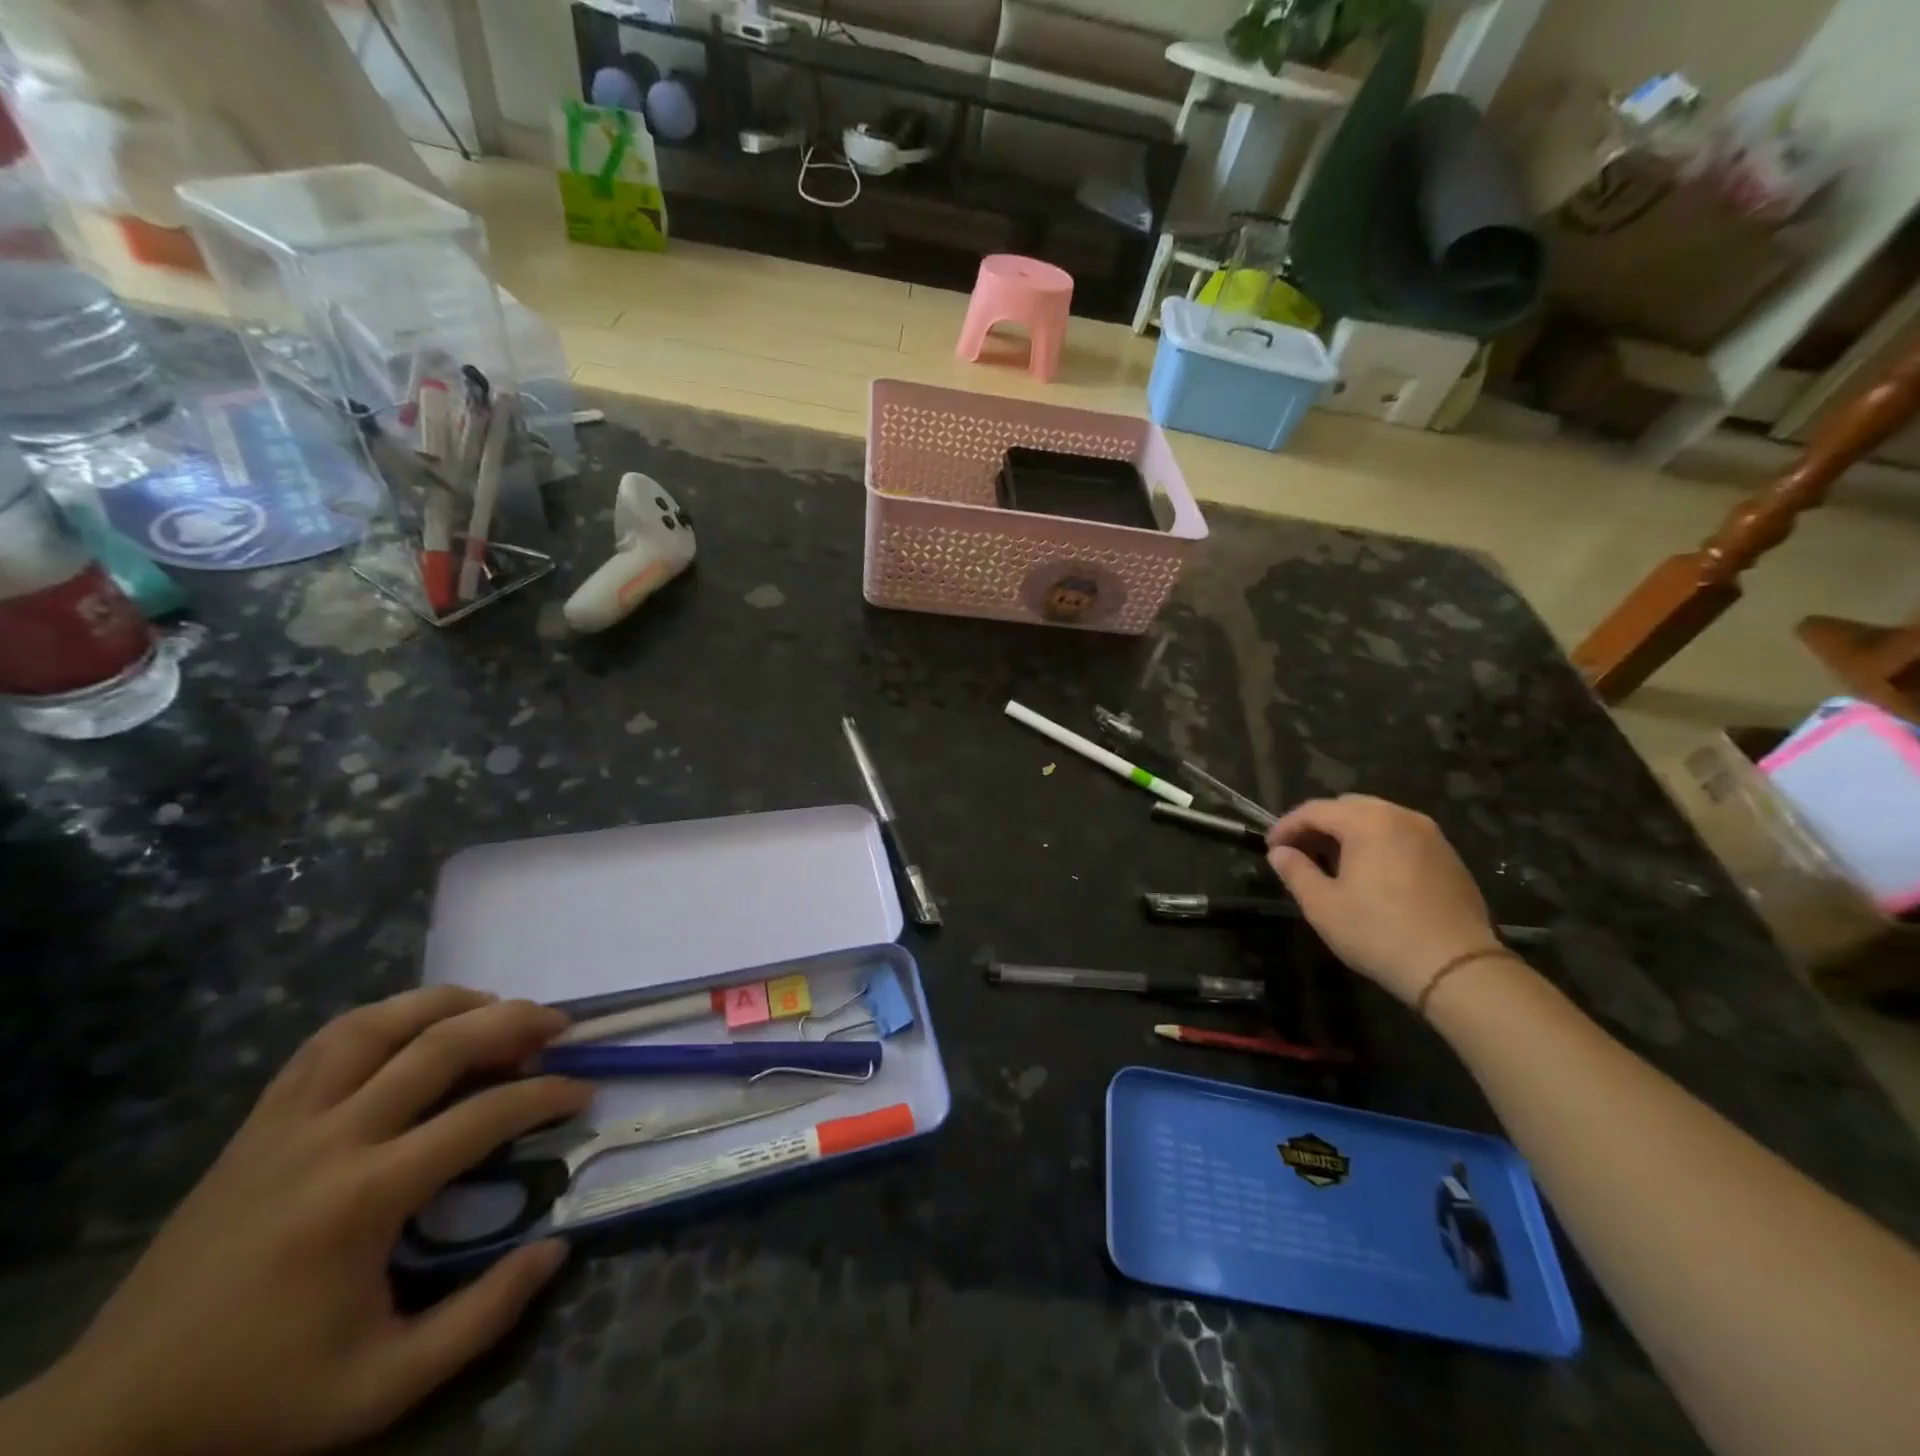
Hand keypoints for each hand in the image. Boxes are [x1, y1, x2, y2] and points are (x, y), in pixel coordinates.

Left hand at [9, 988, 590, 1455]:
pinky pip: (327, 1043)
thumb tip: (556, 1247)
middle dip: (514, 1021)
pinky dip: (384, 1017)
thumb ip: (482, 1316)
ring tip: (494, 1007)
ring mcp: (286, 1123)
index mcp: (365, 1196)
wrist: (109, 1421)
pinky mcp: (257, 1124)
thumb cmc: (258, 1398)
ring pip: (379, 1024)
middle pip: (440, 1045)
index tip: (583, 1092)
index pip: (483, 1115)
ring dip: (448, 1003)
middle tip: (558, 1024)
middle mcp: (331, 1138)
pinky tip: (415, 1025)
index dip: (546, 1094)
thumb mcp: (382, 1385)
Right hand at [1267, 795, 1500, 1005]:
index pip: (1315, 810)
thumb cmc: (1379, 933)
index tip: (1270, 847)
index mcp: (1368, 822)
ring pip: (1378, 819)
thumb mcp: (1323, 905)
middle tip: (1299, 851)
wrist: (1457, 968)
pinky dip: (1377, 844)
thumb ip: (1295, 871)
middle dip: (1319, 824)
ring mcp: (1431, 835)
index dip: (1287, 826)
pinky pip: (1401, 836)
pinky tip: (1369, 873)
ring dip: (1349, 833)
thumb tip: (1280, 853)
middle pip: (1348, 806)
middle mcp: (1401, 817)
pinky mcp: (1449, 857)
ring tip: (1332, 862)